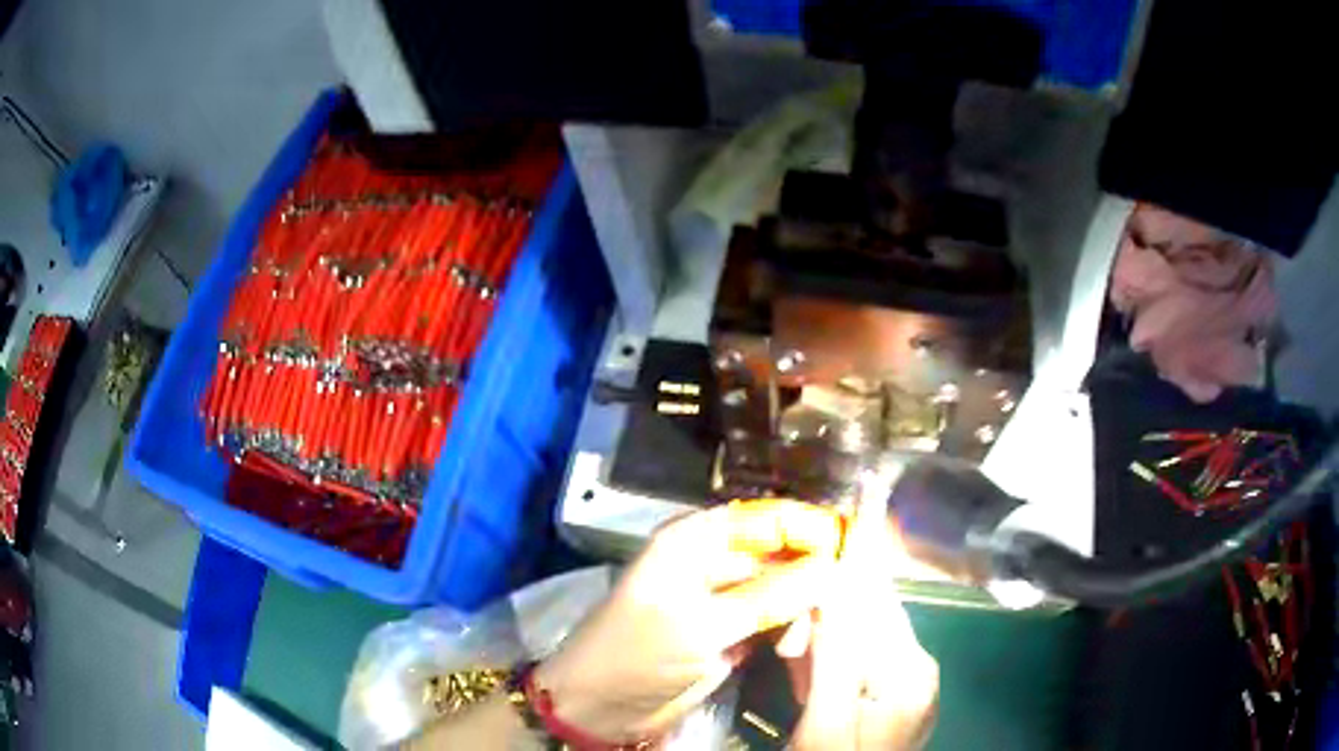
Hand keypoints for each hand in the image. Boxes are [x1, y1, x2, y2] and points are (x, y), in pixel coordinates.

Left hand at [534, 501, 841, 743]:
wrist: (600, 706)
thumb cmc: (637, 654)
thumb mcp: (699, 625)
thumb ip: (767, 597)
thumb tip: (831, 566)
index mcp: (696, 541)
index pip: (768, 519)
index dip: (811, 529)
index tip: (855, 550)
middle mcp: (714, 561)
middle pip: (782, 553)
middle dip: (812, 578)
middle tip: (837, 608)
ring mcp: (725, 599)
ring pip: (785, 590)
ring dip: (802, 611)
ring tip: (799, 644)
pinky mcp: (732, 631)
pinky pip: (777, 620)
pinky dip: (791, 631)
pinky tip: (793, 650)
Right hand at [780, 497, 939, 750]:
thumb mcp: (828, 719)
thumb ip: (836, 650)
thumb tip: (834, 578)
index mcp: (910, 668)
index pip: (877, 601)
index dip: (847, 569)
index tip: (821, 535)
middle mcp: (913, 668)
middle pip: (868, 616)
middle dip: (826, 606)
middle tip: (785, 610)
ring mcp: (898, 684)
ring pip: (855, 637)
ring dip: (820, 631)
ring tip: (787, 634)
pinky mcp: (879, 697)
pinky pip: (851, 661)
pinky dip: (824, 655)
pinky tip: (801, 656)